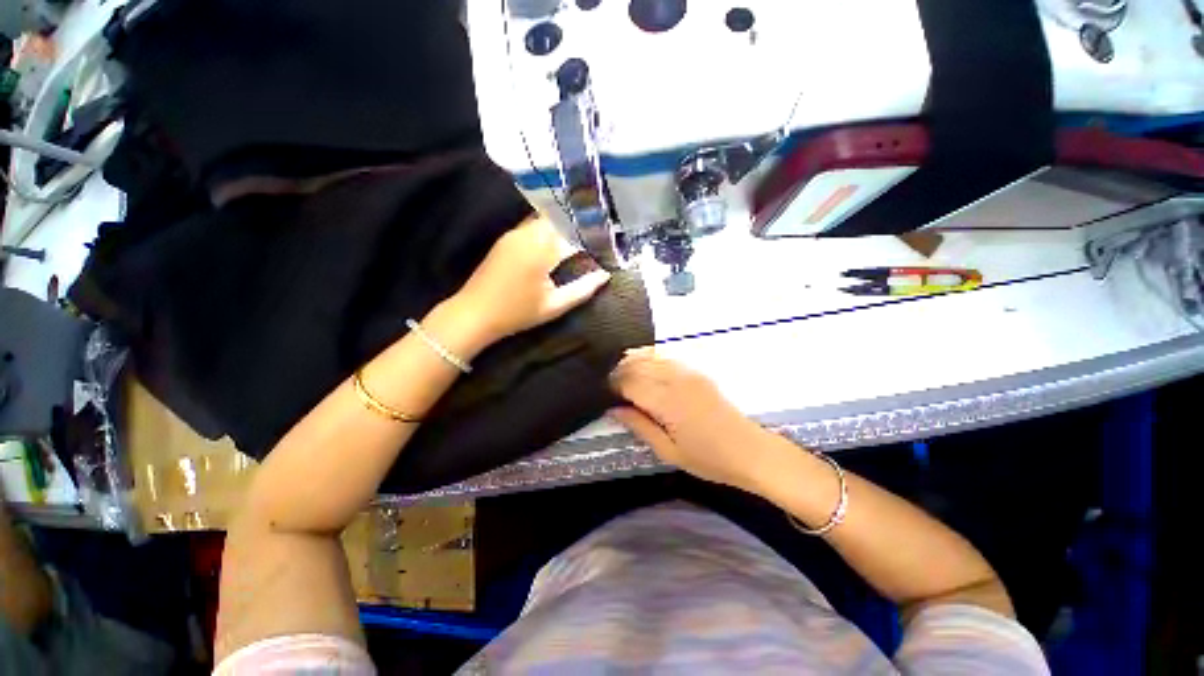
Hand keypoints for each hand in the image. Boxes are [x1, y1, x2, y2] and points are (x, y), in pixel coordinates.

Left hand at [446, 215, 610, 346]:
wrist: (473, 314)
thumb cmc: (517, 313)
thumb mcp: (554, 306)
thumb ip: (583, 289)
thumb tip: (605, 275)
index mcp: (542, 250)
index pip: (576, 234)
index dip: (594, 237)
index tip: (608, 242)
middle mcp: (528, 234)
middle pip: (561, 219)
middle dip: (580, 225)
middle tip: (598, 235)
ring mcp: (515, 233)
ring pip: (546, 219)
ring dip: (564, 225)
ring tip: (581, 236)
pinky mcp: (506, 238)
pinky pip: (533, 225)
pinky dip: (549, 229)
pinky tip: (558, 240)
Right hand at [609, 349, 770, 491]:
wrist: (750, 451)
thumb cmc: (708, 459)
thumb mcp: (668, 451)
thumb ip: (639, 426)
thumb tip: (613, 409)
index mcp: (667, 401)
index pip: (629, 382)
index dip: (612, 385)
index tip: (601, 393)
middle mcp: (675, 380)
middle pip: (637, 365)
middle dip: (618, 371)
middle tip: (608, 385)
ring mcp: (688, 372)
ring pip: (650, 356)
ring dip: (632, 362)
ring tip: (620, 374)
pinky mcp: (696, 371)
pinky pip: (666, 357)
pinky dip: (649, 358)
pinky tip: (643, 366)